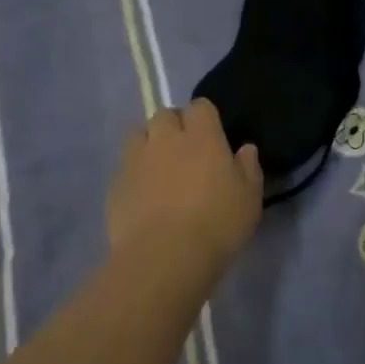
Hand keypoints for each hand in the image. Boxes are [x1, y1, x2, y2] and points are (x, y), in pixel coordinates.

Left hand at [106, 98, 262, 295]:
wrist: (164, 257)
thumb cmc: (217, 224)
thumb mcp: (249, 199)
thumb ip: (248, 168)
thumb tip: (246, 149)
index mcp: (202, 136)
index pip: (200, 106)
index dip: (205, 118)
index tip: (211, 136)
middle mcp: (166, 138)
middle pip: (165, 114)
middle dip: (173, 125)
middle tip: (184, 151)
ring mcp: (136, 159)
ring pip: (138, 134)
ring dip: (148, 143)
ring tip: (158, 167)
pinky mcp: (115, 184)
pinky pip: (124, 166)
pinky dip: (133, 173)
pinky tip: (143, 196)